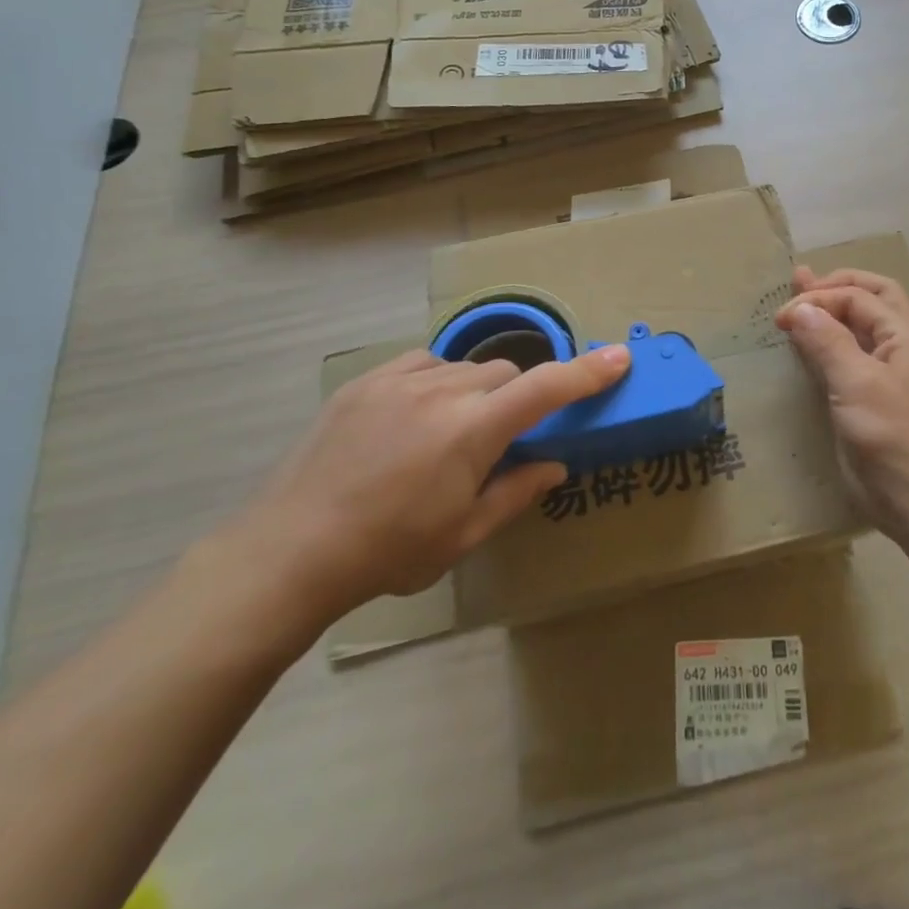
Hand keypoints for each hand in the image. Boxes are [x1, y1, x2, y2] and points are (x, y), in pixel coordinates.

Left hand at [230, 344, 630, 623]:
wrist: (289, 551)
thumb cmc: (387, 552)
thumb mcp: (463, 535)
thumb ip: (516, 492)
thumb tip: (555, 465)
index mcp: (472, 432)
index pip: (545, 389)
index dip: (587, 372)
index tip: (619, 356)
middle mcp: (441, 392)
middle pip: (505, 374)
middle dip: (515, 399)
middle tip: (495, 441)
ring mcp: (399, 381)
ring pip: (464, 367)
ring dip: (475, 391)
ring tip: (449, 433)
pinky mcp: (366, 381)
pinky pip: (423, 363)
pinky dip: (437, 381)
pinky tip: (416, 415)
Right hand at [776, 268, 908, 542]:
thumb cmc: (896, 439)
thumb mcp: (857, 385)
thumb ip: (827, 342)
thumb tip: (801, 307)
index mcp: (907, 336)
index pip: (857, 297)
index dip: (818, 298)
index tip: (781, 318)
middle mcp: (905, 348)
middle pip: (871, 300)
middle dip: (835, 287)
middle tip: (799, 282)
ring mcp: (898, 376)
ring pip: (865, 330)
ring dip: (835, 313)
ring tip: (804, 300)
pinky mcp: (884, 404)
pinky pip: (858, 361)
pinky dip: (835, 346)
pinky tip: (817, 349)